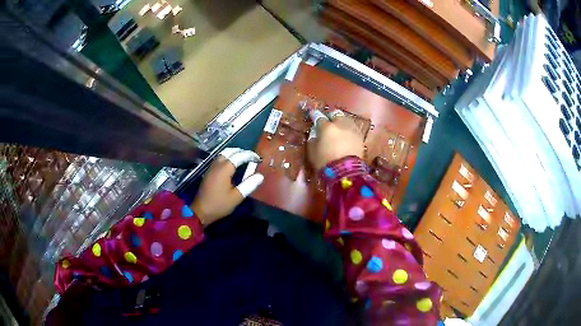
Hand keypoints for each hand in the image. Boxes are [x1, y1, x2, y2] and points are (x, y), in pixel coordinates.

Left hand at [191, 148, 263, 226]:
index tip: (258, 159)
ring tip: (243, 159)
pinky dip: (227, 158)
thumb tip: (260, 176)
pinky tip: (232, 165)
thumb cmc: (219, 205)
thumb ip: (248, 185)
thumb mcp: (236, 197)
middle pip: (229, 151)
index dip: (249, 155)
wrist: (201, 211)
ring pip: (223, 154)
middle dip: (241, 152)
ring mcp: (211, 168)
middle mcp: (217, 165)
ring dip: (233, 153)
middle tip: (251, 157)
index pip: (239, 156)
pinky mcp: (209, 172)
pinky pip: (219, 159)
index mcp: (224, 169)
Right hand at [306, 110, 364, 170]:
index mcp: (327, 127)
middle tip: (327, 122)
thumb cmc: (325, 162)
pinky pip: (353, 128)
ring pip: (346, 120)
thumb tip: (315, 132)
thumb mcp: (312, 151)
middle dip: (330, 117)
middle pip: (335, 114)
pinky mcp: (360, 137)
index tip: (312, 114)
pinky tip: (346, 135)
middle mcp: (340, 124)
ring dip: (341, 122)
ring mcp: (352, 129)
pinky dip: (348, 129)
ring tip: (338, 128)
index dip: (314, 115)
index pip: (318, 116)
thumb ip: (313, 138)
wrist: (346, 173)